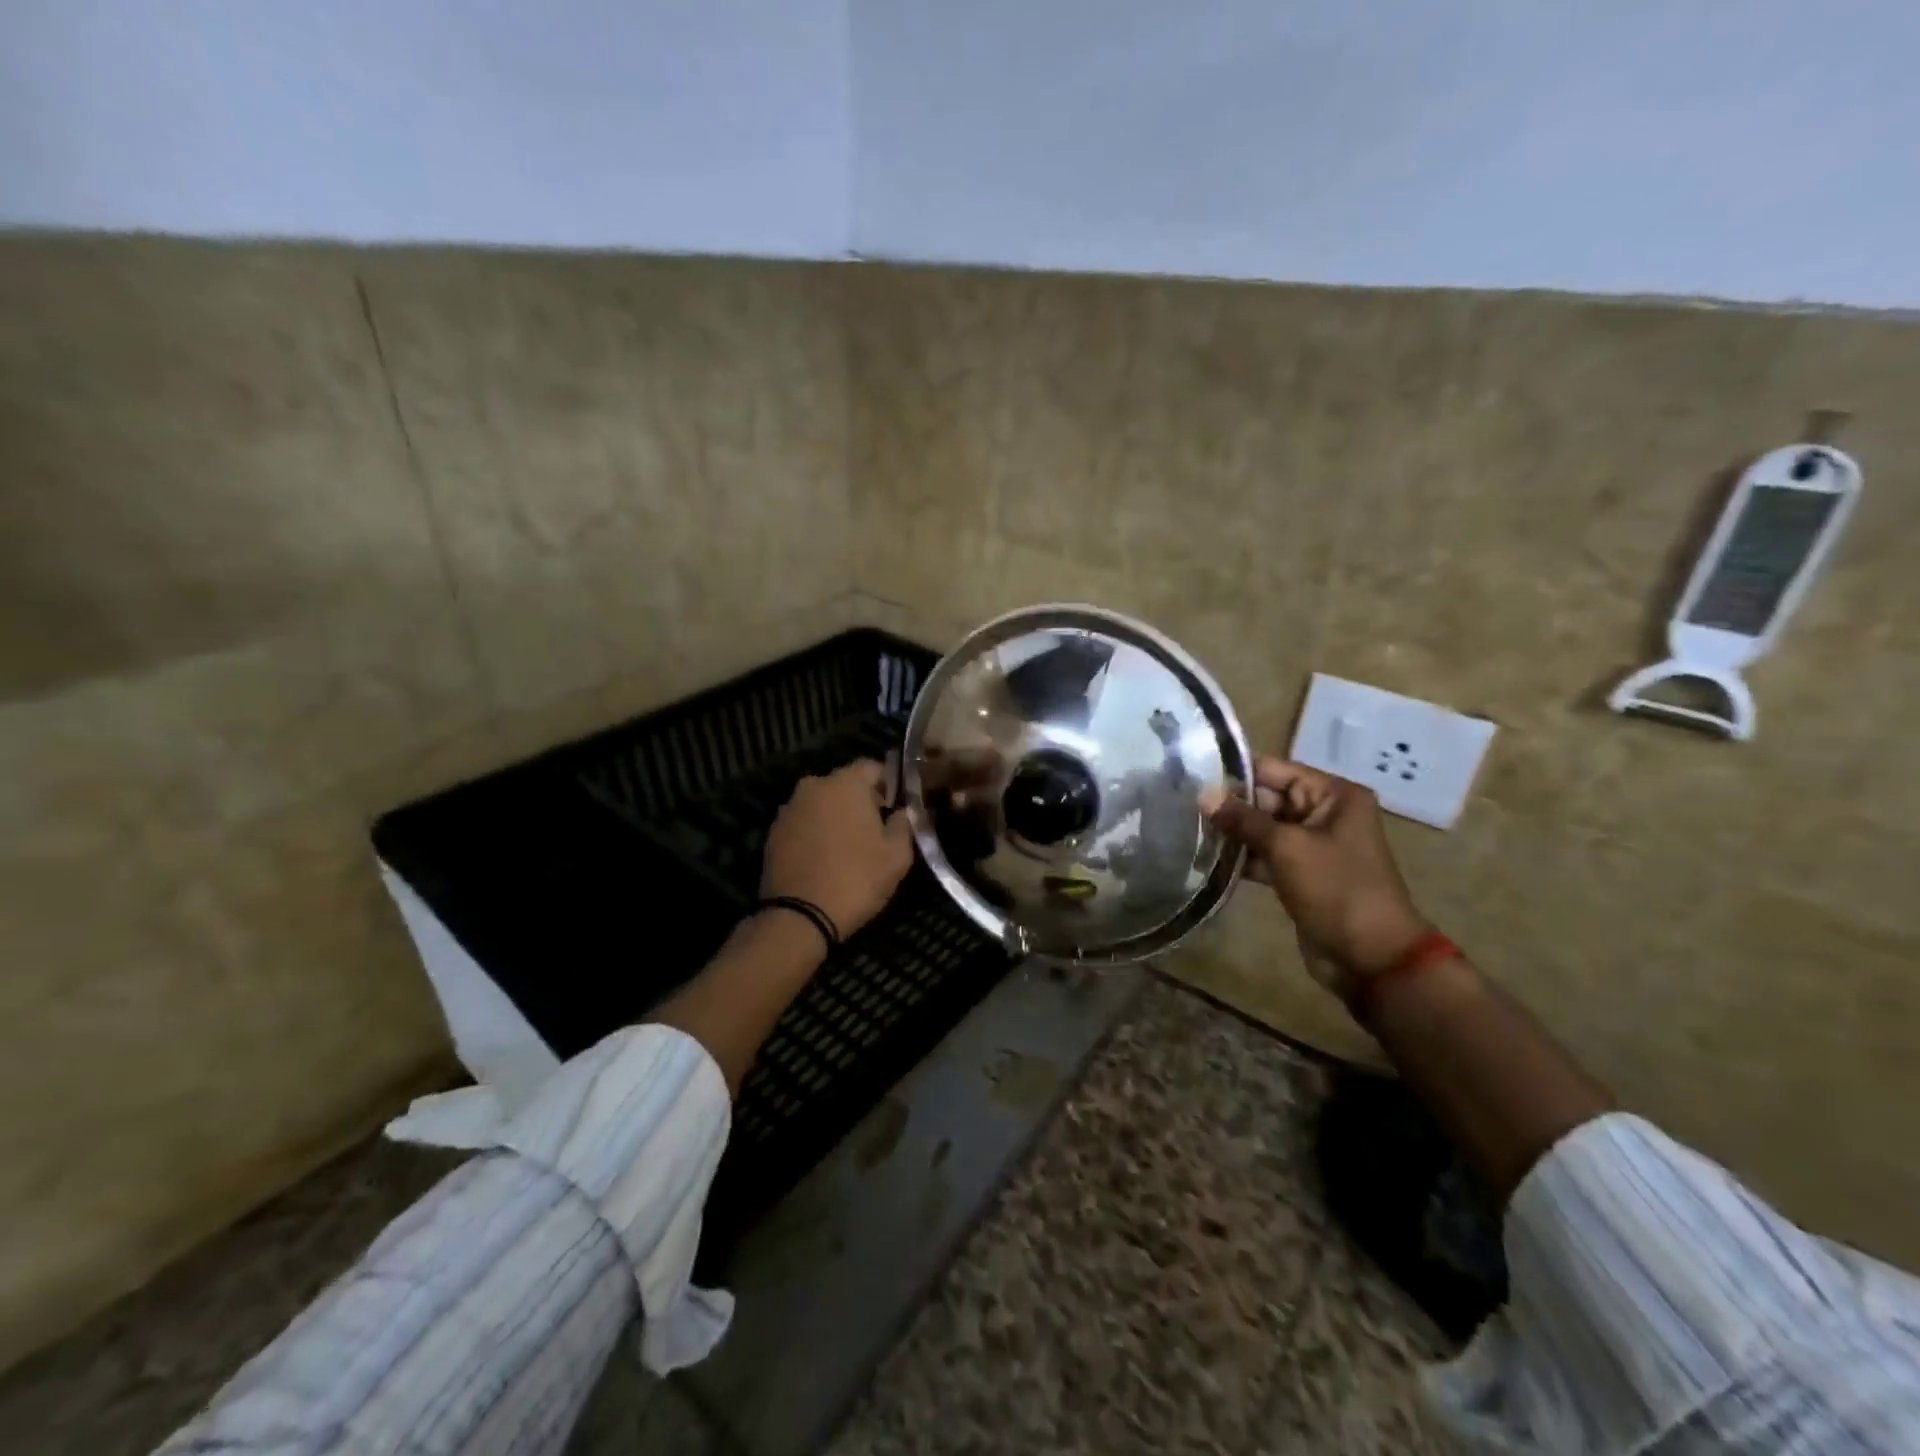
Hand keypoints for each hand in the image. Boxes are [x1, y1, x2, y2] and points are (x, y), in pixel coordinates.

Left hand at [761, 760, 915, 938]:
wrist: (798, 917)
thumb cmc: (856, 879)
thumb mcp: (897, 855)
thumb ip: (905, 824)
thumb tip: (904, 812)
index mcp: (846, 783)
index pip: (873, 767)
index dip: (889, 785)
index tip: (896, 808)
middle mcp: (813, 786)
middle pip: (844, 784)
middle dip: (861, 801)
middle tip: (875, 830)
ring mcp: (789, 809)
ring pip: (821, 804)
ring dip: (835, 818)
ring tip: (848, 848)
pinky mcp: (772, 833)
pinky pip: (803, 824)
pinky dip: (815, 834)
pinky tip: (824, 859)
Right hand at [1208, 756, 1429, 983]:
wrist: (1371, 957)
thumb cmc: (1336, 889)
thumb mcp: (1287, 847)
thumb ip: (1243, 819)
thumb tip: (1203, 795)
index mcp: (1333, 795)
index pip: (1275, 770)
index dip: (1235, 772)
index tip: (1191, 772)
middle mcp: (1324, 814)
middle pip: (1267, 798)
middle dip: (1229, 804)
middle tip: (1181, 803)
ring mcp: (1312, 846)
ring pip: (1263, 829)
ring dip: (1232, 833)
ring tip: (1187, 829)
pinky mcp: (1300, 874)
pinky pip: (1265, 856)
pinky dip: (1241, 858)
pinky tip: (1207, 859)